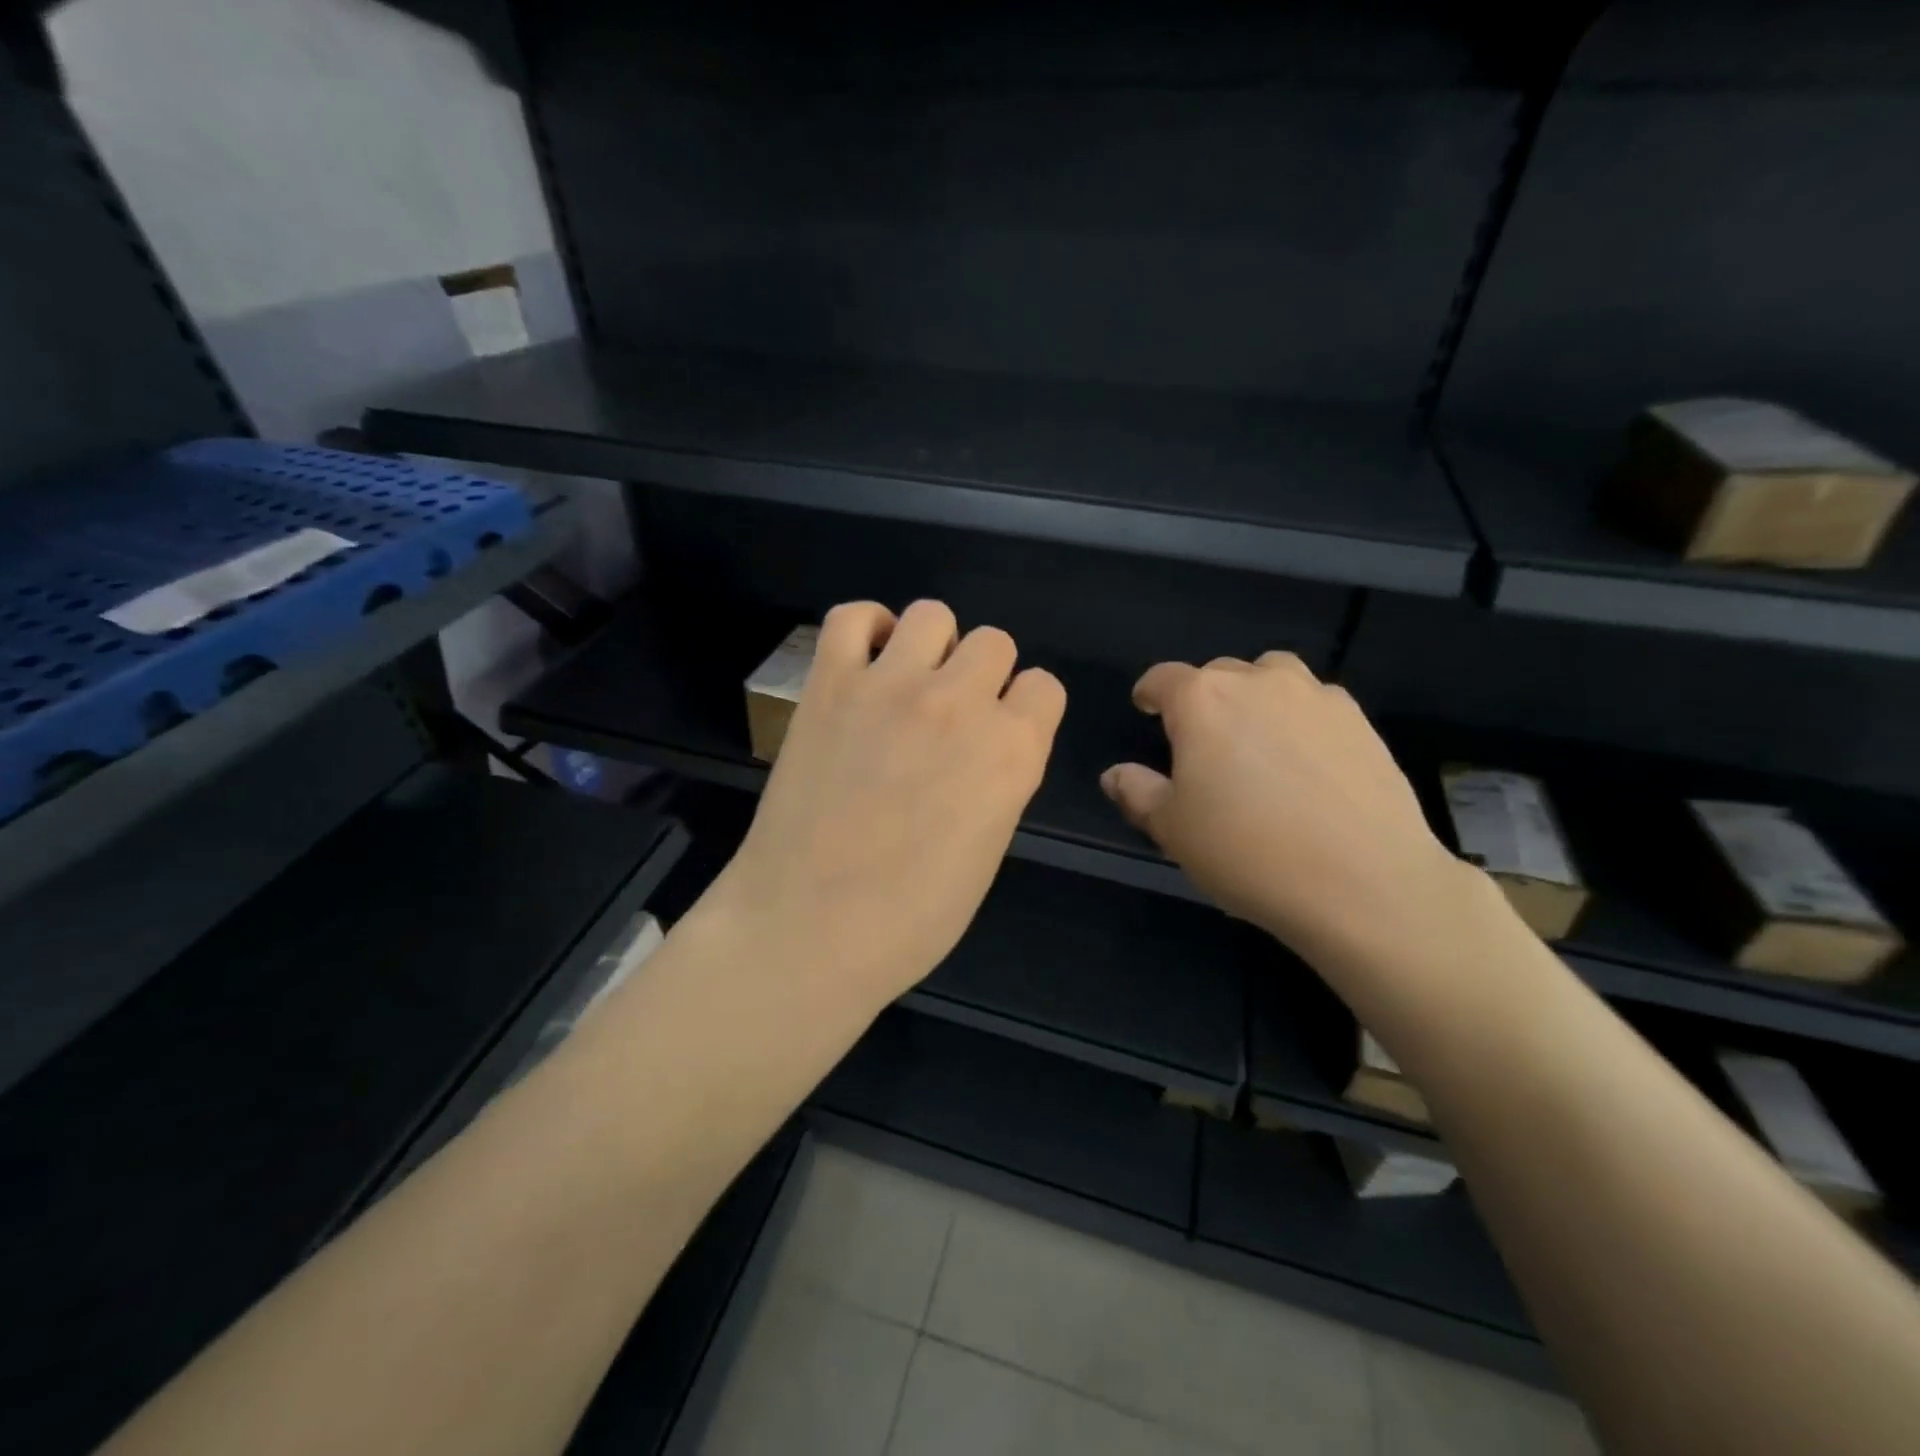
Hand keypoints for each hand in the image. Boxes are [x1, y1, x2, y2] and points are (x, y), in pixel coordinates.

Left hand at [704, 600, 1065, 1008]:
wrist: (811, 928)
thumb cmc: (912, 917)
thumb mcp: (988, 850)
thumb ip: (999, 781)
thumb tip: (984, 751)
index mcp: (1013, 751)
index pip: (1044, 687)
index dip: (1025, 711)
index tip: (1002, 734)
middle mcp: (960, 702)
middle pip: (995, 642)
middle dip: (983, 675)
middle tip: (951, 717)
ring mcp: (890, 685)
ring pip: (933, 615)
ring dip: (932, 647)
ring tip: (909, 686)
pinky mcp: (829, 684)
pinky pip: (851, 617)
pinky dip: (866, 628)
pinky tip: (867, 663)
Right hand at [1100, 653, 1458, 966]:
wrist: (1362, 882)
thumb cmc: (1247, 852)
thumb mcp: (1173, 830)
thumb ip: (1137, 792)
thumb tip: (1115, 774)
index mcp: (1202, 701)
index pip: (1164, 678)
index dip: (1149, 693)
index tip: (1146, 710)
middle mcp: (1259, 682)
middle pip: (1219, 673)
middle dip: (1203, 698)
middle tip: (1203, 742)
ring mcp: (1316, 697)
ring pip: (1273, 676)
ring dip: (1256, 695)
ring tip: (1257, 739)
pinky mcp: (1360, 721)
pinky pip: (1316, 703)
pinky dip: (1300, 717)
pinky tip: (1306, 761)